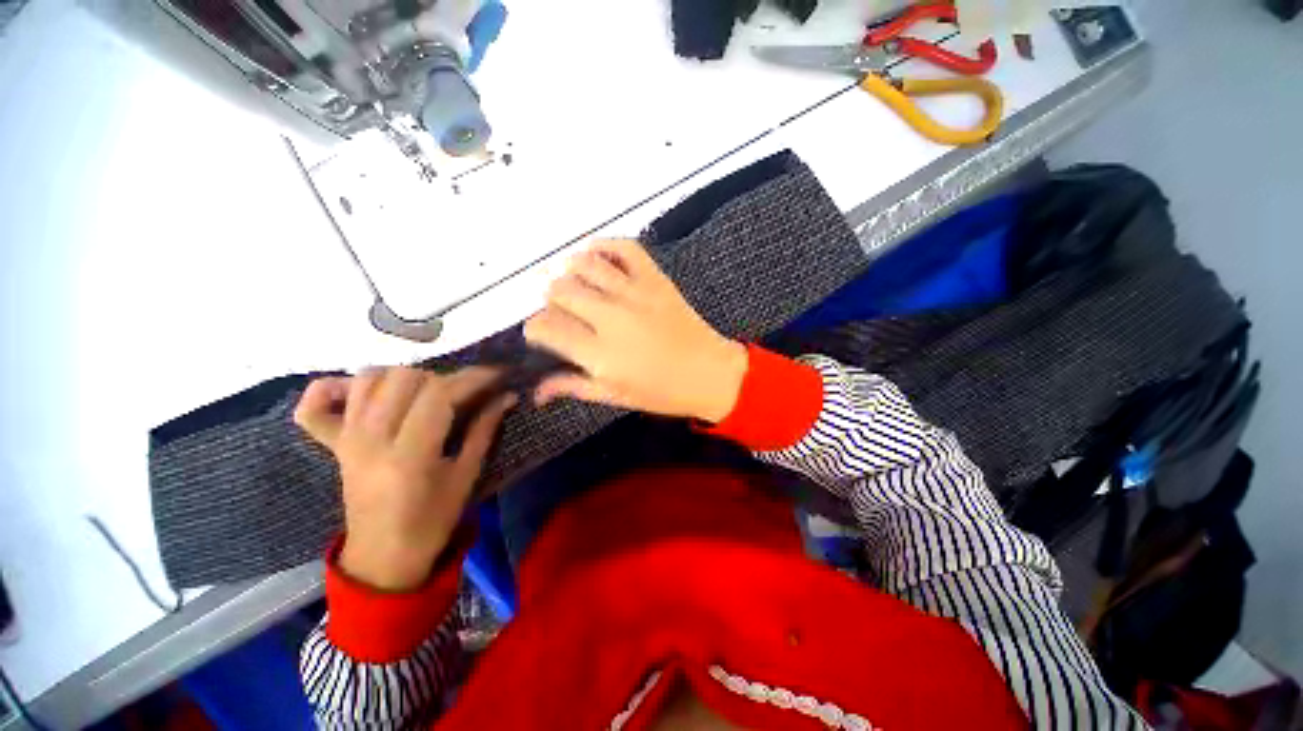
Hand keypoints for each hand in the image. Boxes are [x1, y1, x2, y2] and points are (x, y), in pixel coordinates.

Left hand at [294, 367, 514, 590]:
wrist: (383, 556)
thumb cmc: (432, 521)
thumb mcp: (466, 476)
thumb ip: (485, 429)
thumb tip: (506, 395)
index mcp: (409, 455)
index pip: (439, 394)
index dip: (471, 378)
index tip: (496, 374)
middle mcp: (371, 440)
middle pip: (405, 378)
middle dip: (443, 377)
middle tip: (463, 392)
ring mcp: (347, 439)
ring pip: (369, 379)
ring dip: (404, 376)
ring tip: (426, 391)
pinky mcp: (333, 443)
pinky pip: (315, 405)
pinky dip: (333, 387)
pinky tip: (361, 391)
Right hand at [523, 239, 746, 422]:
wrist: (709, 373)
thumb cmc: (662, 392)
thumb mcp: (614, 397)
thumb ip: (572, 386)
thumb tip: (536, 391)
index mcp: (599, 354)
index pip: (545, 327)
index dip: (535, 328)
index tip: (543, 333)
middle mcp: (610, 318)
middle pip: (559, 291)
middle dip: (552, 302)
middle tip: (565, 315)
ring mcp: (634, 293)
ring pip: (583, 264)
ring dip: (572, 273)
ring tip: (579, 288)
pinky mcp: (654, 279)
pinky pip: (623, 248)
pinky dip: (604, 247)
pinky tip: (598, 260)